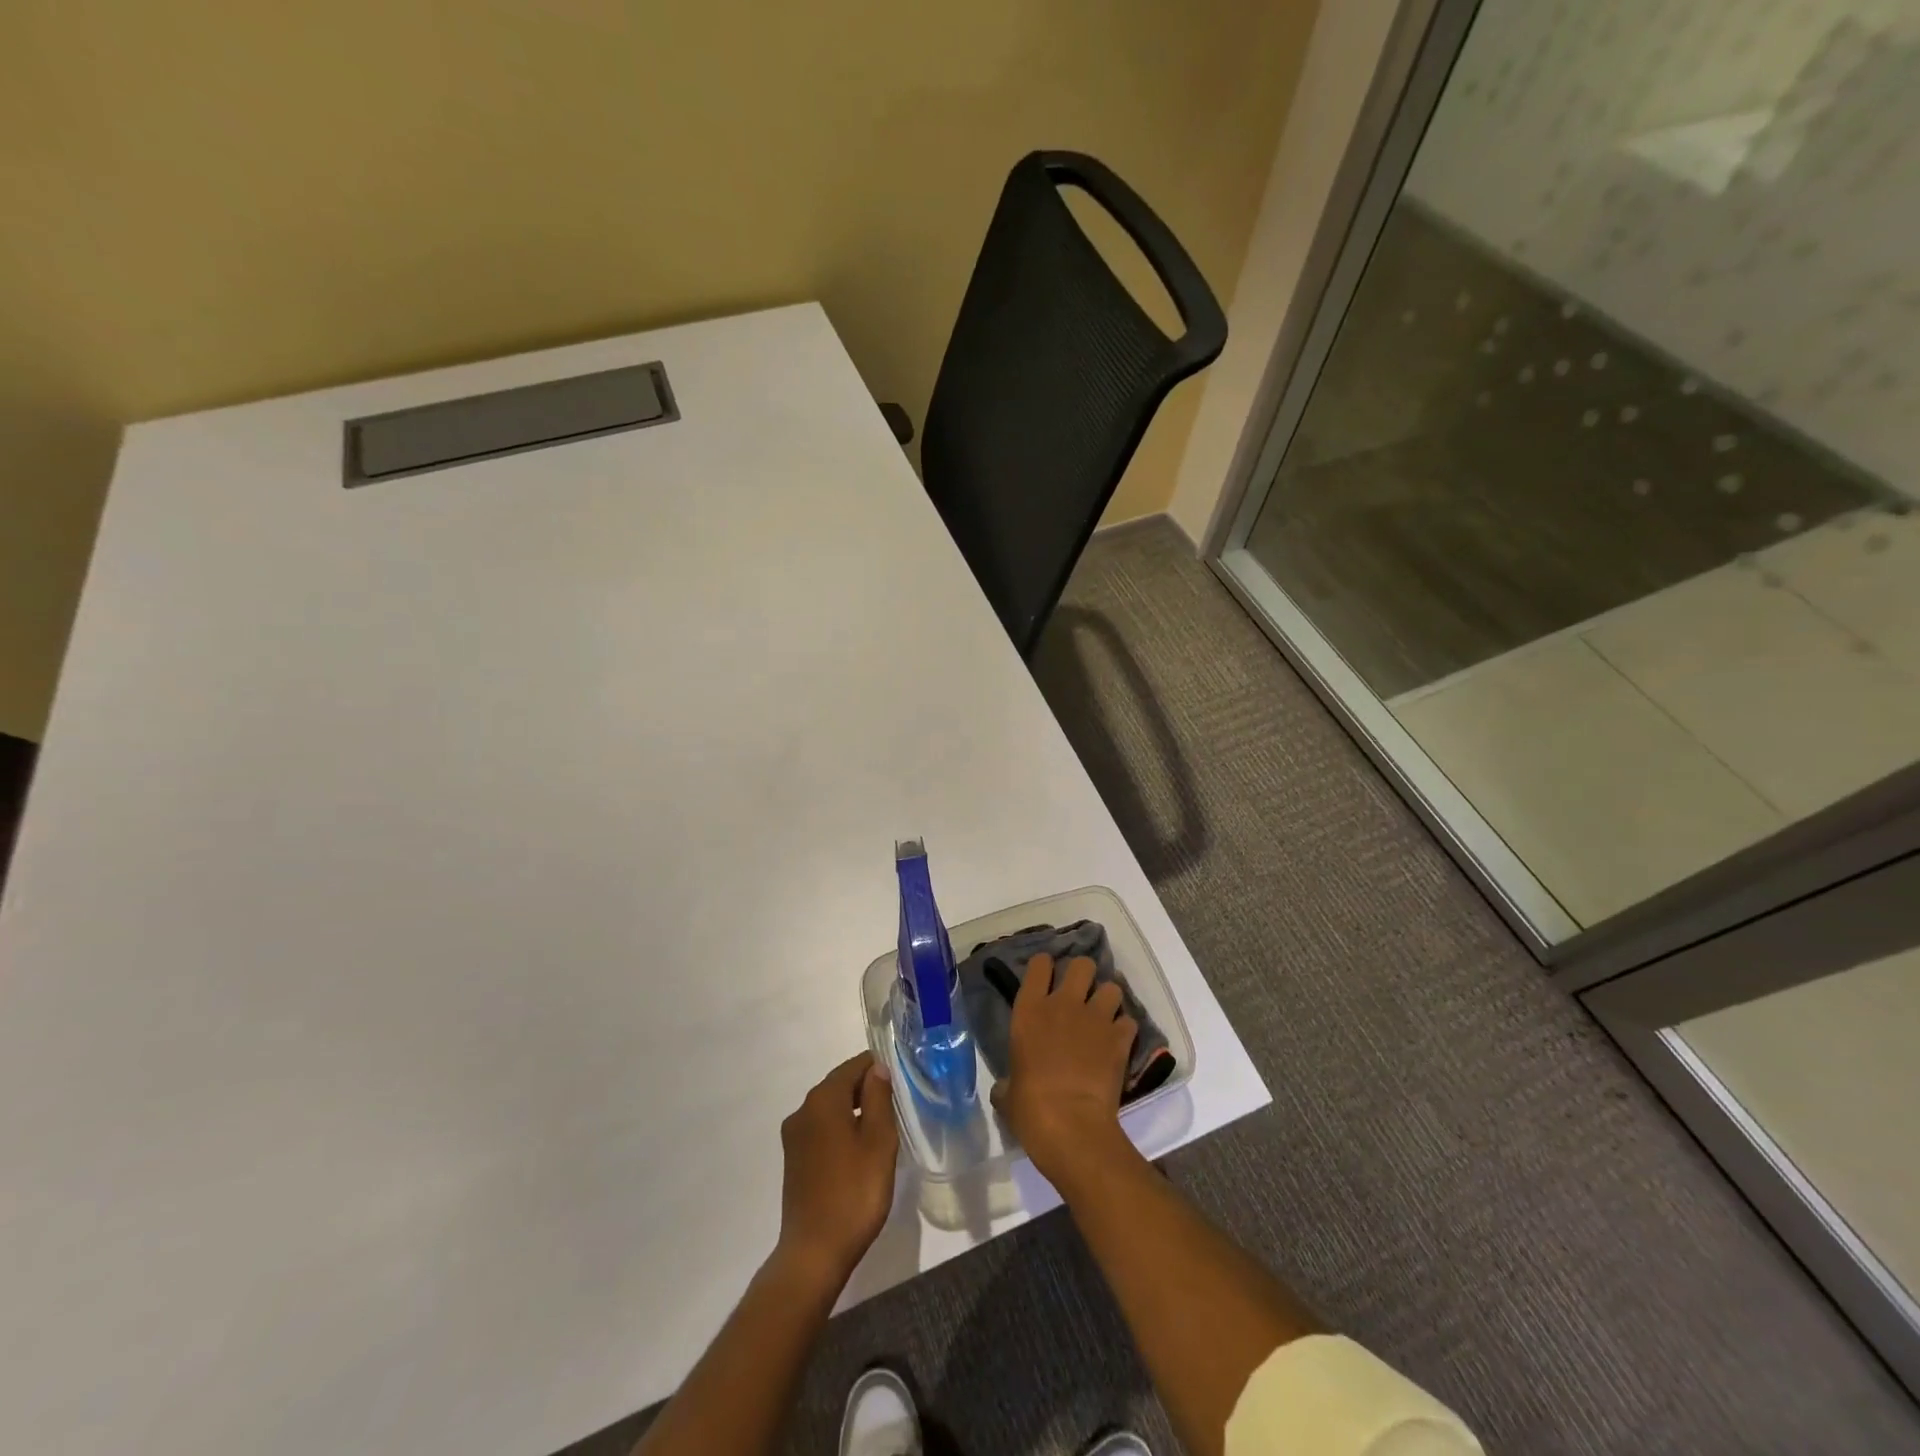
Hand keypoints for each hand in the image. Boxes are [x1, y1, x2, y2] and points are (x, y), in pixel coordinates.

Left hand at [776, 1052, 899, 1285]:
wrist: (815, 1252)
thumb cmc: (854, 1192)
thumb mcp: (878, 1141)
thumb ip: (878, 1097)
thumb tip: (877, 1068)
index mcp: (823, 1099)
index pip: (854, 1066)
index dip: (879, 1068)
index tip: (901, 1083)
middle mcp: (803, 1109)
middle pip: (840, 1085)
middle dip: (866, 1090)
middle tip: (895, 1109)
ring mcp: (794, 1136)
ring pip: (830, 1108)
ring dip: (854, 1112)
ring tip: (880, 1132)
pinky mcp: (793, 1159)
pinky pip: (821, 1129)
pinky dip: (840, 1130)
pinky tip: (858, 1153)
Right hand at [990, 953, 1137, 1188]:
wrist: (1071, 1126)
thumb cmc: (1030, 1108)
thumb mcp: (1007, 1093)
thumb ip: (1007, 1081)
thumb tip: (1006, 1087)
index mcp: (1030, 1010)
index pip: (1039, 964)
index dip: (1045, 968)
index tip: (1047, 979)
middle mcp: (1063, 1003)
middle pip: (1082, 964)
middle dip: (1084, 975)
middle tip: (1081, 994)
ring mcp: (1095, 1018)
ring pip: (1112, 987)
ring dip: (1108, 1000)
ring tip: (1105, 1016)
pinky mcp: (1120, 1038)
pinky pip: (1129, 1021)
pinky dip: (1125, 1030)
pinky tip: (1119, 1043)